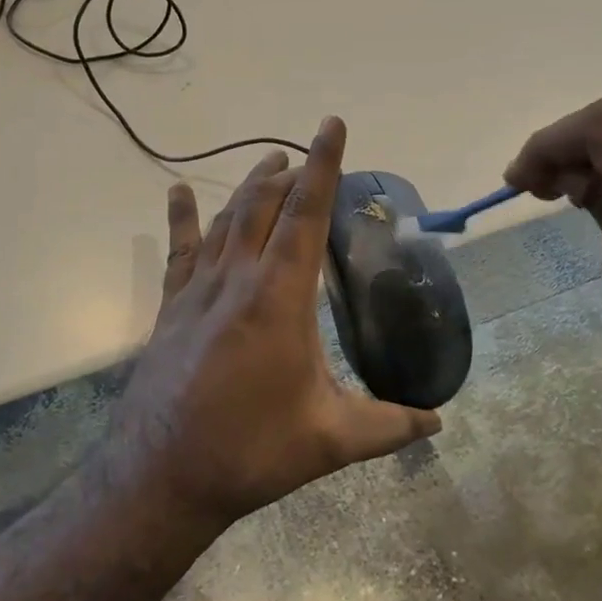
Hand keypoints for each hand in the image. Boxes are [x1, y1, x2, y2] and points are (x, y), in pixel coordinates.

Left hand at [106, 118, 440, 530]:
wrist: (162, 475)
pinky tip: (178, 191)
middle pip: (265, 205)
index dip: (323, 166)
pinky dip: (182, 217)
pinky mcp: (172, 307)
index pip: (306, 214)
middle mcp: (237, 278)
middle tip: (310, 157)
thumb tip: (438, 422)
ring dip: (250, 186)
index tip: (331, 125)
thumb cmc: (251, 452)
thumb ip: (389, 426)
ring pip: (227, 219)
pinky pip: (180, 250)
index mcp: (279, 298)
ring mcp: (199, 290)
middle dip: (290, 173)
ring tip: (270, 161)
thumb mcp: (330, 441)